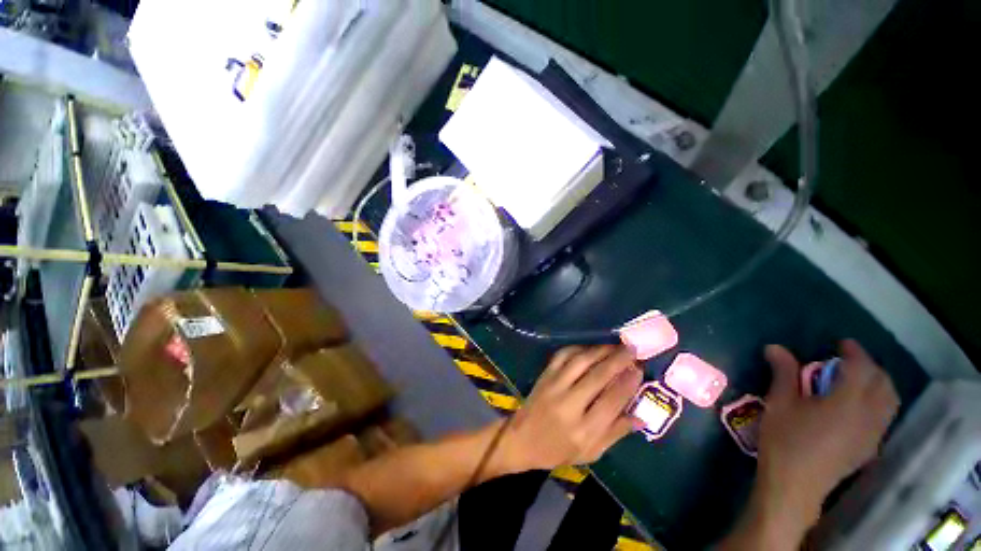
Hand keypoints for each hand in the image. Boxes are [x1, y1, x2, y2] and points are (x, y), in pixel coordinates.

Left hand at [496, 345, 643, 472]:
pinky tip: (590, 348)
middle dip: (618, 360)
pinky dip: (578, 348)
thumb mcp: (590, 452)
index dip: (628, 383)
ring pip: (581, 361)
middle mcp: (569, 404)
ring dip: (600, 350)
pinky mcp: (545, 375)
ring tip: (615, 345)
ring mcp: (554, 385)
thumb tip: (641, 416)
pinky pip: (563, 355)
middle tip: (632, 349)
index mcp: (583, 430)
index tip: (639, 369)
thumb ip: (615, 433)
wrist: (521, 438)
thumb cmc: (558, 450)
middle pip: (598, 376)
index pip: (611, 401)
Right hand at [753, 340, 899, 536]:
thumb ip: (783, 373)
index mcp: (847, 402)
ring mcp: (873, 434)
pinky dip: (878, 402)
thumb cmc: (785, 440)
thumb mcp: (780, 403)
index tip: (842, 343)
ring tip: (856, 381)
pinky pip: (885, 416)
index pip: (862, 368)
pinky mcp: (870, 447)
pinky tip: (857, 407)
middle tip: (848, 361)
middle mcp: (869, 415)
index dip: (855, 352)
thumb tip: (775, 347)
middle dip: (870, 367)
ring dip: (878, 384)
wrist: (796, 484)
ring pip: (890, 401)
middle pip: (883, 383)